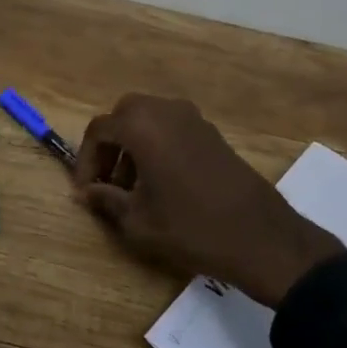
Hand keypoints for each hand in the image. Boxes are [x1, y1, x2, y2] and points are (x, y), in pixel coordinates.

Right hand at [74, 95, 341, 307]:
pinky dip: (157, 145)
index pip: (99, 130)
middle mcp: (166, 111)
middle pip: (124, 116)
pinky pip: (172, 128)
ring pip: (149, 119)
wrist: (261, 236)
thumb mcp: (138, 221)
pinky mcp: (212, 133)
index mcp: (142, 126)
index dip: (85, 160)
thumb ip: (106, 200)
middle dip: (110, 146)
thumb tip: (88, 192)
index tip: (85, 191)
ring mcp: (193, 119)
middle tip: (106, 182)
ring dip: (133, 145)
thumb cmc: (191, 227)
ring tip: (132, 187)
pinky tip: (161, 183)